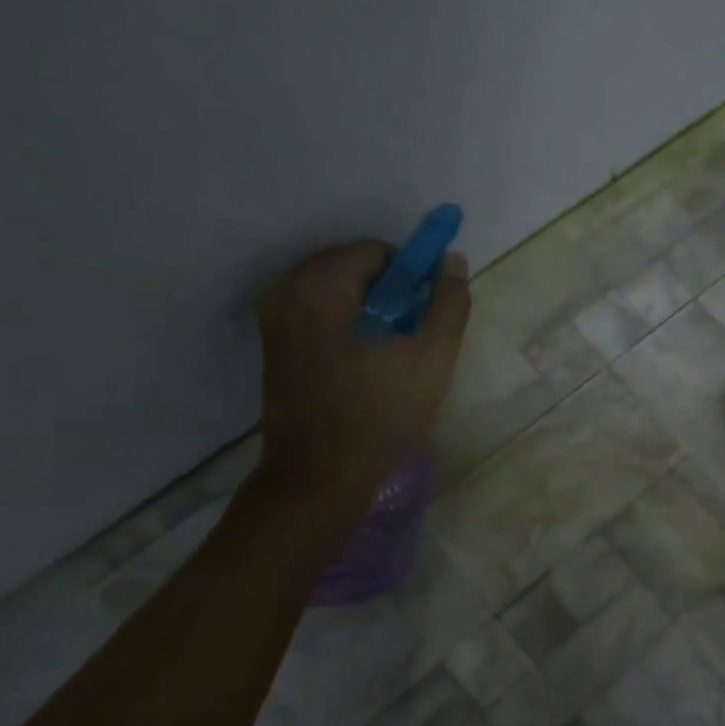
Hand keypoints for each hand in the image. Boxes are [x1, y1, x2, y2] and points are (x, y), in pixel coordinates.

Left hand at [253, 240, 470, 512]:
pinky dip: (345, 325)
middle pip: (353, 268)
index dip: (411, 277)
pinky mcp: (271, 344)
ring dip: (368, 311)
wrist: (321, 474)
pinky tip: (363, 365)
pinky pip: (318, 314)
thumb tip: (452, 260)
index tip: (426, 315)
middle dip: (388, 293)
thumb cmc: (381, 414)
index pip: (378, 252)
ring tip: (389, 355)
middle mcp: (286, 289)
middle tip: (410, 337)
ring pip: (336, 292)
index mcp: (321, 284)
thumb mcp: (432, 357)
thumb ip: (448, 303)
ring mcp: (273, 318)